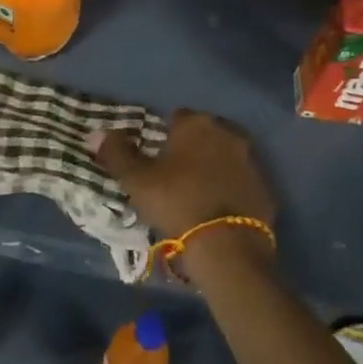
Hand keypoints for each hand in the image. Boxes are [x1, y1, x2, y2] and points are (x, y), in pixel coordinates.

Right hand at [92, 108, 275, 245]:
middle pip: (205, 133)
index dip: (164, 134)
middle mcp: (228, 134)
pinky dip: (230, 188)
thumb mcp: (136, 180)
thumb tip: (96, 133)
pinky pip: (241, 181)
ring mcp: (251, 161)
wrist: (226, 246)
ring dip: (213, 166)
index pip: (177, 117)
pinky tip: (216, 208)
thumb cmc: (176, 202)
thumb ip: (116, 153)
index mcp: (197, 124)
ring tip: (195, 191)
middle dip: (192, 147)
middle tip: (175, 172)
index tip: (155, 155)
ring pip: (226, 155)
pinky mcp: (265, 189)